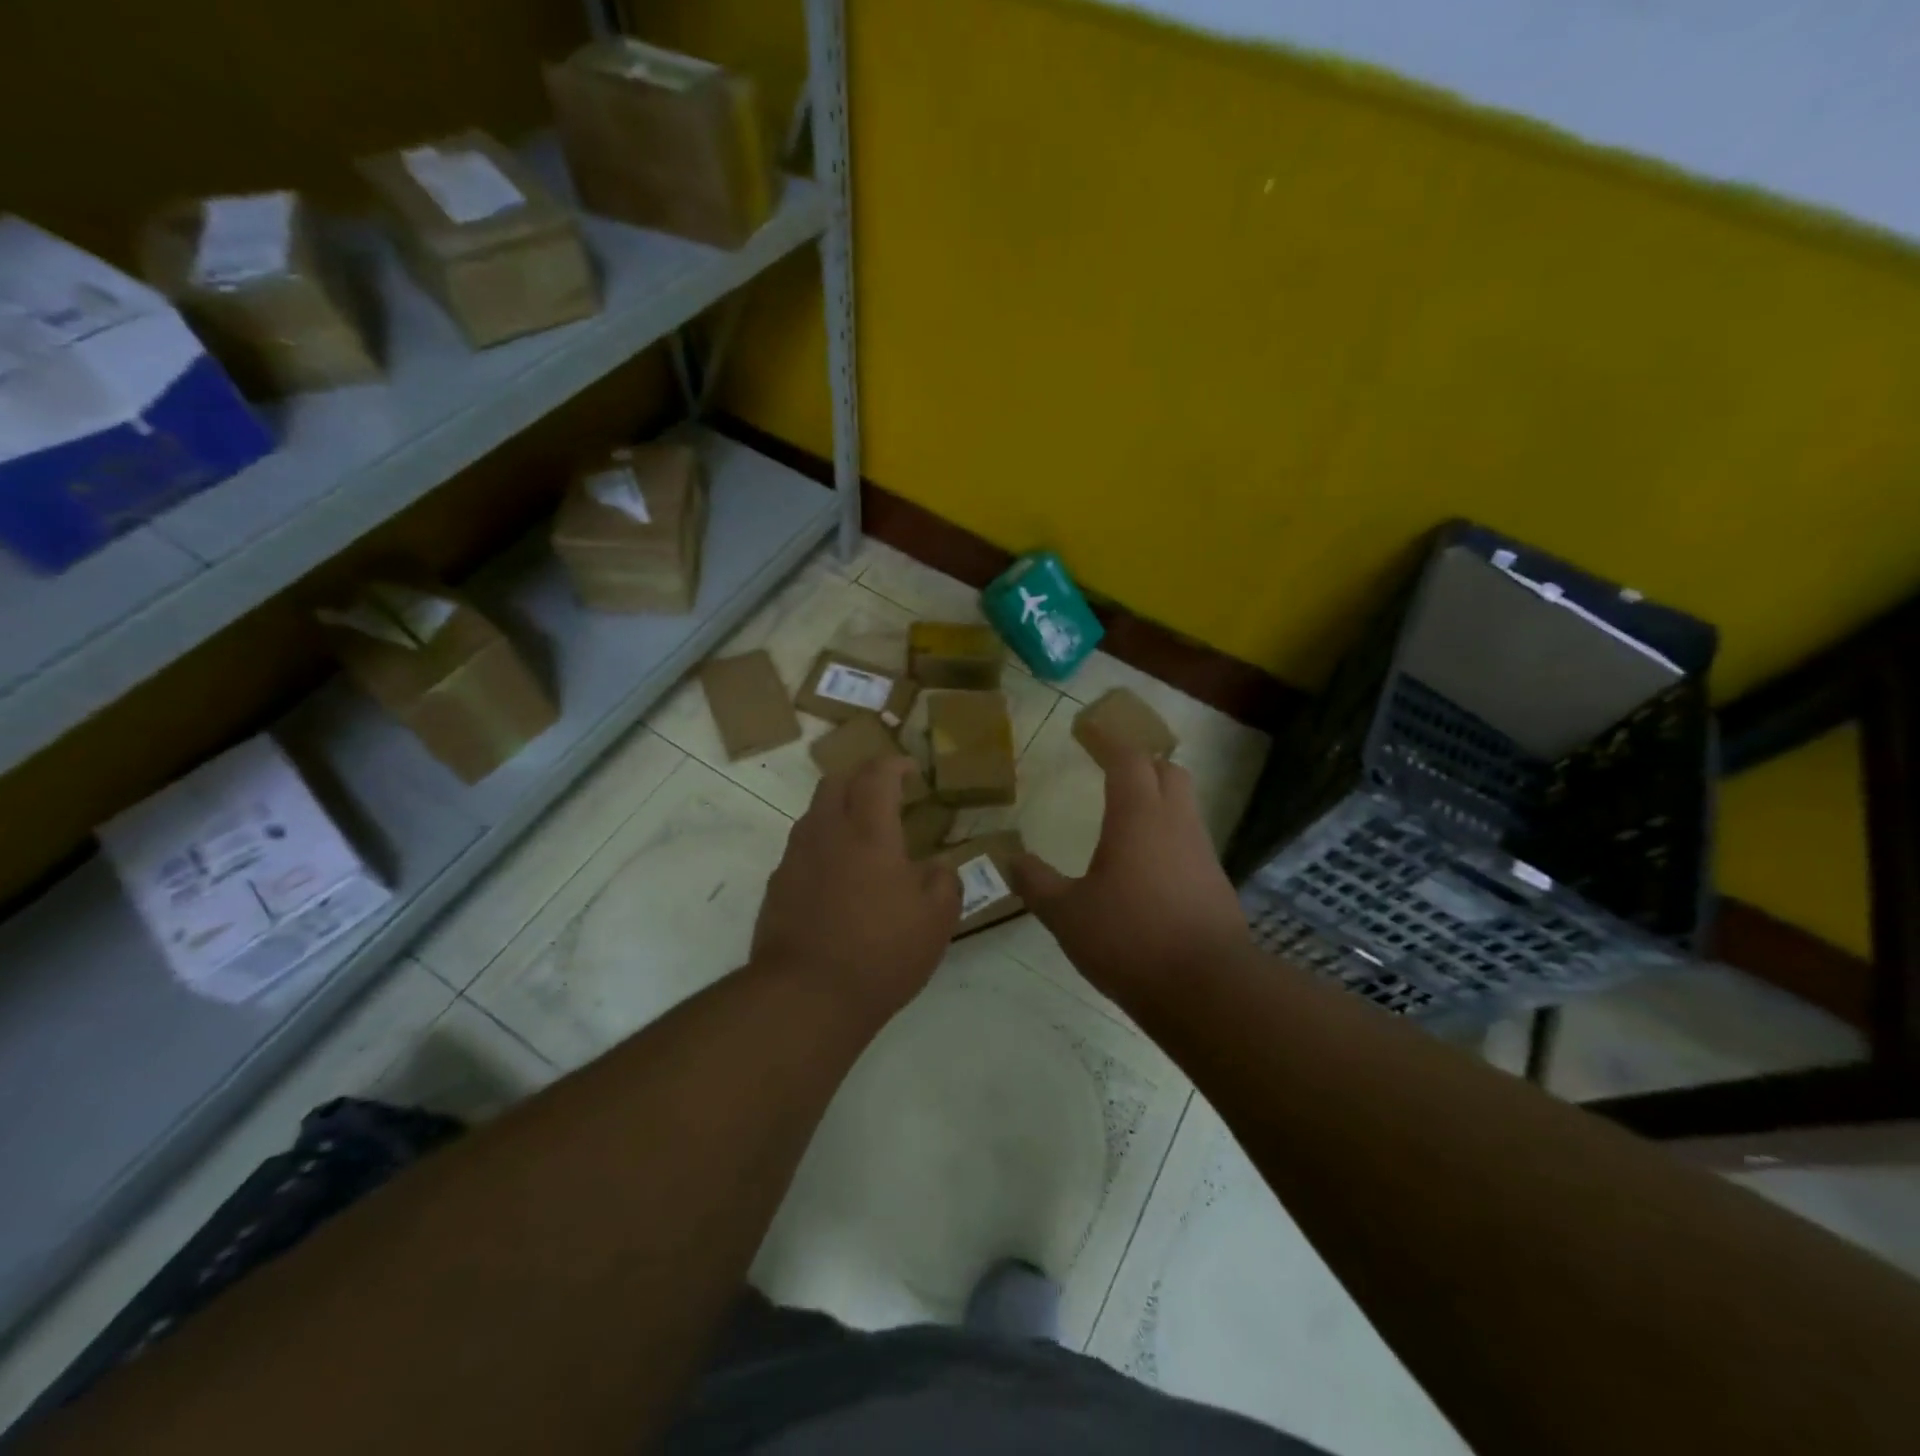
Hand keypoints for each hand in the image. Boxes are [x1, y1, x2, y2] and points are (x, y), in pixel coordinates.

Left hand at [754, 756, 961, 1020]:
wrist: (805, 996)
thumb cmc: (880, 952)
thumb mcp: (935, 921)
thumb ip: (944, 883)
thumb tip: (938, 868)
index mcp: (869, 831)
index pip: (876, 774)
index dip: (894, 764)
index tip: (911, 770)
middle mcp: (827, 833)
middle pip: (835, 782)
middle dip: (861, 779)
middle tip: (886, 796)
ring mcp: (795, 858)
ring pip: (814, 814)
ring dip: (839, 812)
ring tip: (863, 838)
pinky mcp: (777, 886)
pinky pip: (801, 849)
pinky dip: (822, 847)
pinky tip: (838, 879)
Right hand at [1011, 726, 1252, 1001]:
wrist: (1207, 989)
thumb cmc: (1129, 940)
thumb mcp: (1067, 915)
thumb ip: (1036, 883)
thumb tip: (1010, 859)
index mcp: (1138, 817)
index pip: (1128, 759)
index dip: (1108, 741)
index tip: (1088, 732)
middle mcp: (1175, 823)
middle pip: (1168, 771)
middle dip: (1141, 763)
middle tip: (1111, 771)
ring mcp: (1202, 852)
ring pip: (1184, 805)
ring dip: (1158, 798)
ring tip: (1126, 819)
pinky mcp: (1216, 882)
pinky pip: (1190, 840)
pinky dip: (1168, 835)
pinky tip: (1147, 866)